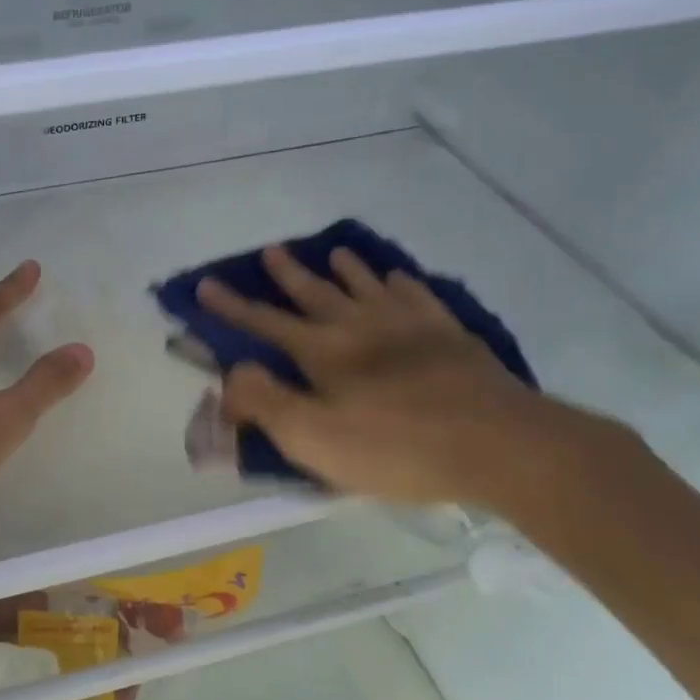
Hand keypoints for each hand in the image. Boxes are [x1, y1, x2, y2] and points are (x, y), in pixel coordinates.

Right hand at [199, 245, 603, 510]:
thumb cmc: (395, 448)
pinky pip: (416, 295)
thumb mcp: (313, 439)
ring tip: (332, 252)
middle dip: (288, 275)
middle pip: (315, 293)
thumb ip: (265, 403)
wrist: (494, 443)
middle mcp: (360, 326)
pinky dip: (400, 283)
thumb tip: (230, 374)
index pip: (264, 323)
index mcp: (323, 352)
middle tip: (271, 251)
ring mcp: (408, 324)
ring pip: (365, 286)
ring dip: (344, 269)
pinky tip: (398, 278)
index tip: (205, 284)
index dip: (231, 307)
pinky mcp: (448, 334)